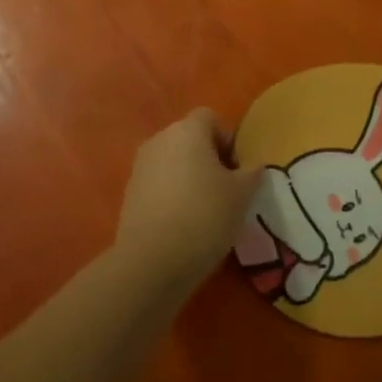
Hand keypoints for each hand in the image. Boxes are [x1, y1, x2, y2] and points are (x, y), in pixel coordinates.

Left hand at [114, 109, 261, 297]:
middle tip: (226, 191)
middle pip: (190, 139)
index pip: (210, 118)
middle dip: (209, 159)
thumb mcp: (242, 195)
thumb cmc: (204, 216)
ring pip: (173, 162)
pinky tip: (183, 225)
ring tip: (205, 211)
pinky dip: (171, 196)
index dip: (227, 140)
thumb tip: (253, 166)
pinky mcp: (129, 194)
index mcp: (187, 130)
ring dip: (189, 178)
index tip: (237, 170)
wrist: (151, 262)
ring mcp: (140, 167)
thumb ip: (251, 173)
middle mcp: (160, 140)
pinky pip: (158, 184)